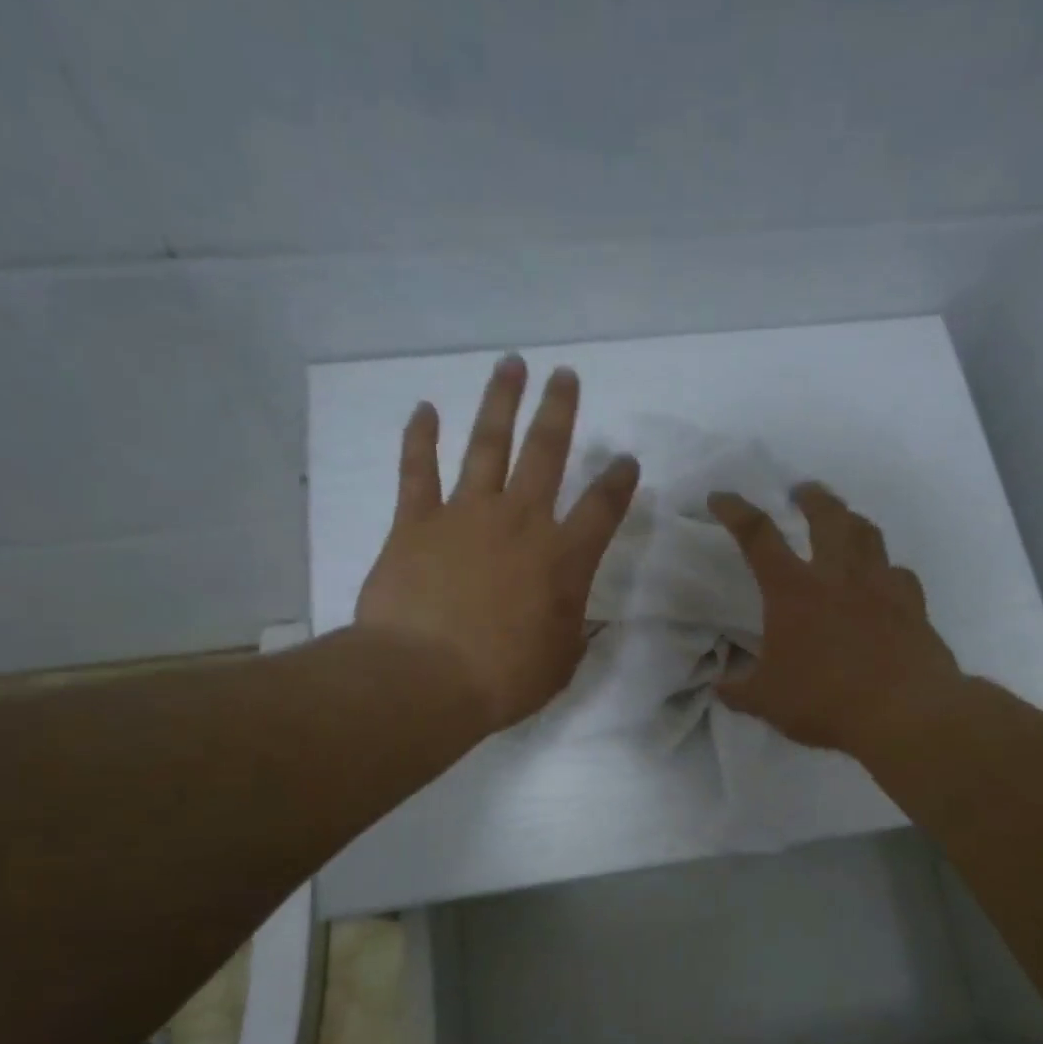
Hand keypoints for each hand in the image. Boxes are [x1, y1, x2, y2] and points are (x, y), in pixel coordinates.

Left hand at [355, 355, 639, 731]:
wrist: (425, 677)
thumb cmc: (503, 678)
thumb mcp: (560, 663)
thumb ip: (575, 631)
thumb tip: (584, 617)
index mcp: (563, 559)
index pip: (602, 508)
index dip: (619, 482)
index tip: (627, 461)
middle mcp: (520, 522)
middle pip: (546, 452)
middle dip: (559, 410)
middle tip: (565, 376)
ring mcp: (465, 514)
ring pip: (487, 444)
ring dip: (500, 402)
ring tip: (510, 365)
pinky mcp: (415, 522)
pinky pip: (418, 470)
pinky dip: (420, 438)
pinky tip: (424, 410)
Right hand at [708, 483, 962, 759]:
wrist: (904, 712)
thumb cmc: (825, 700)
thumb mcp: (767, 701)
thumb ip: (739, 690)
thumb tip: (720, 687)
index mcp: (793, 589)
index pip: (757, 535)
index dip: (735, 510)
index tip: (721, 498)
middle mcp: (837, 574)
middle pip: (826, 514)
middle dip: (810, 497)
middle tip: (802, 492)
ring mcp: (881, 584)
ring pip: (867, 533)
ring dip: (850, 519)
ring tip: (843, 521)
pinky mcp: (912, 604)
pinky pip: (898, 572)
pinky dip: (885, 568)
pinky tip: (883, 579)